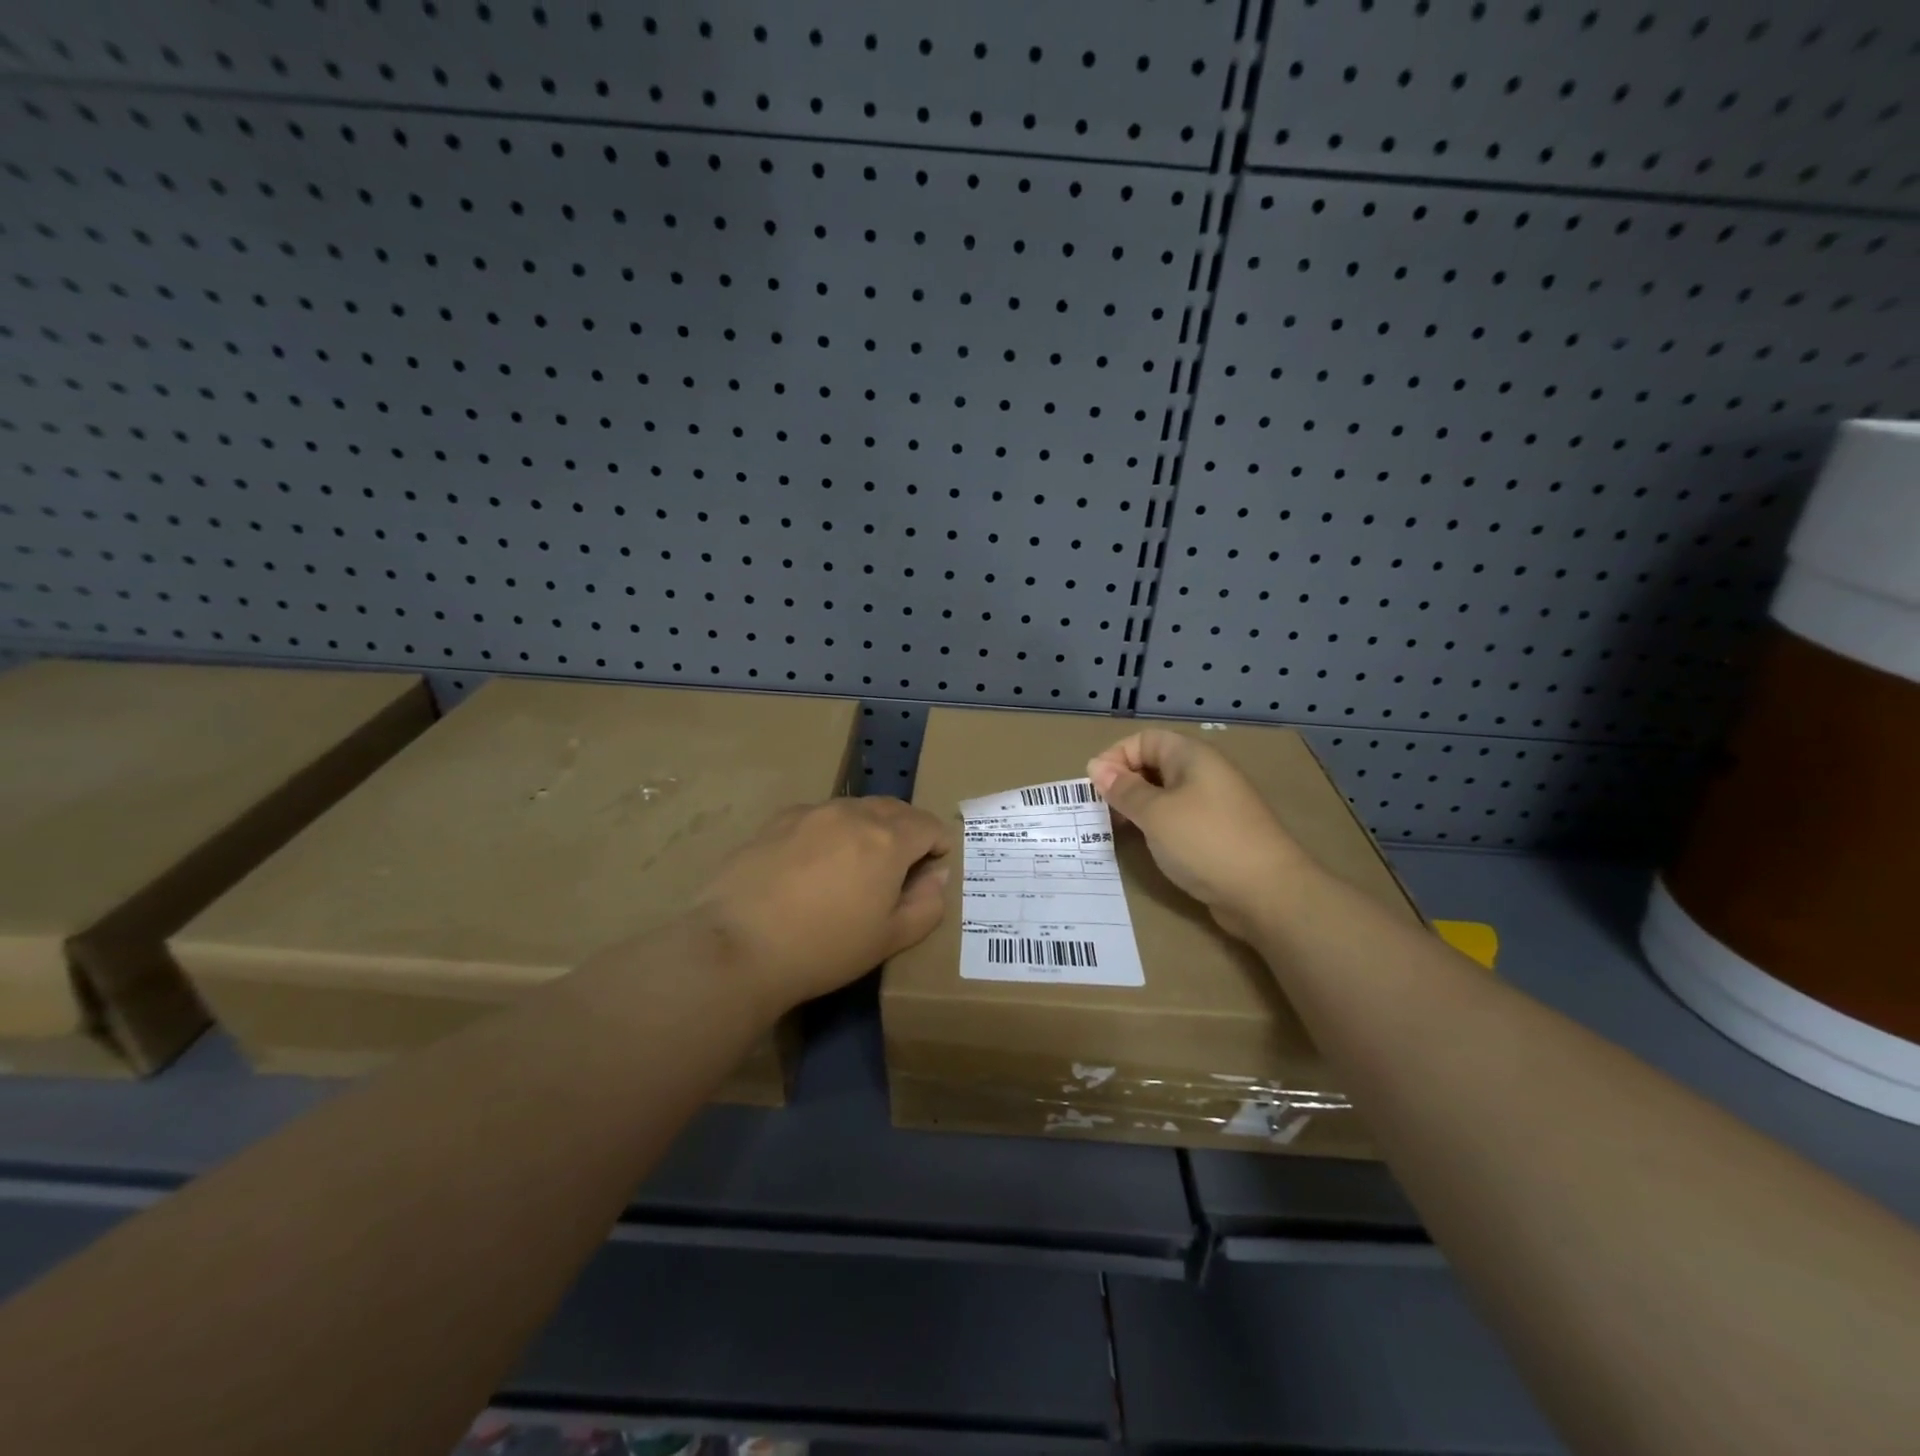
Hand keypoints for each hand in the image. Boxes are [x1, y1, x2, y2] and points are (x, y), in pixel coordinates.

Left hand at [692, 797, 953, 1013]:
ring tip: (853, 866)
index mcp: (888, 839)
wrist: (739, 946)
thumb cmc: (824, 949)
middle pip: (894, 809)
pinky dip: (830, 832)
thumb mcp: (889, 939)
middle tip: (897, 869)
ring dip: (868, 828)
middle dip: (906, 831)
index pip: (929, 825)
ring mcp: (812, 812)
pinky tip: (811, 865)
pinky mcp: (777, 820)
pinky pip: (819, 816)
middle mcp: (853, 814)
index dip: (937, 846)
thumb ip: (926, 904)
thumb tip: (937, 875)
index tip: (929, 870)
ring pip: (855, 809)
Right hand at [1088, 730, 1304, 940]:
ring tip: (1120, 829)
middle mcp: (1206, 773)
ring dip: (1139, 807)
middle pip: (1155, 764)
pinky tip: (1148, 845)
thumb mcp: (1155, 813)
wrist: (1268, 893)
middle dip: (1124, 783)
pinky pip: (1180, 818)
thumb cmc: (1205, 842)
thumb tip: (1096, 767)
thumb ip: (1124, 790)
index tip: (1096, 788)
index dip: (1116, 757)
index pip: (1144, 740)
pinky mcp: (1219, 833)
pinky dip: (1158, 826)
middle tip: (1102, 811)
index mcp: (1192, 756)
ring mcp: (1216, 804)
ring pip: (1166, 794)